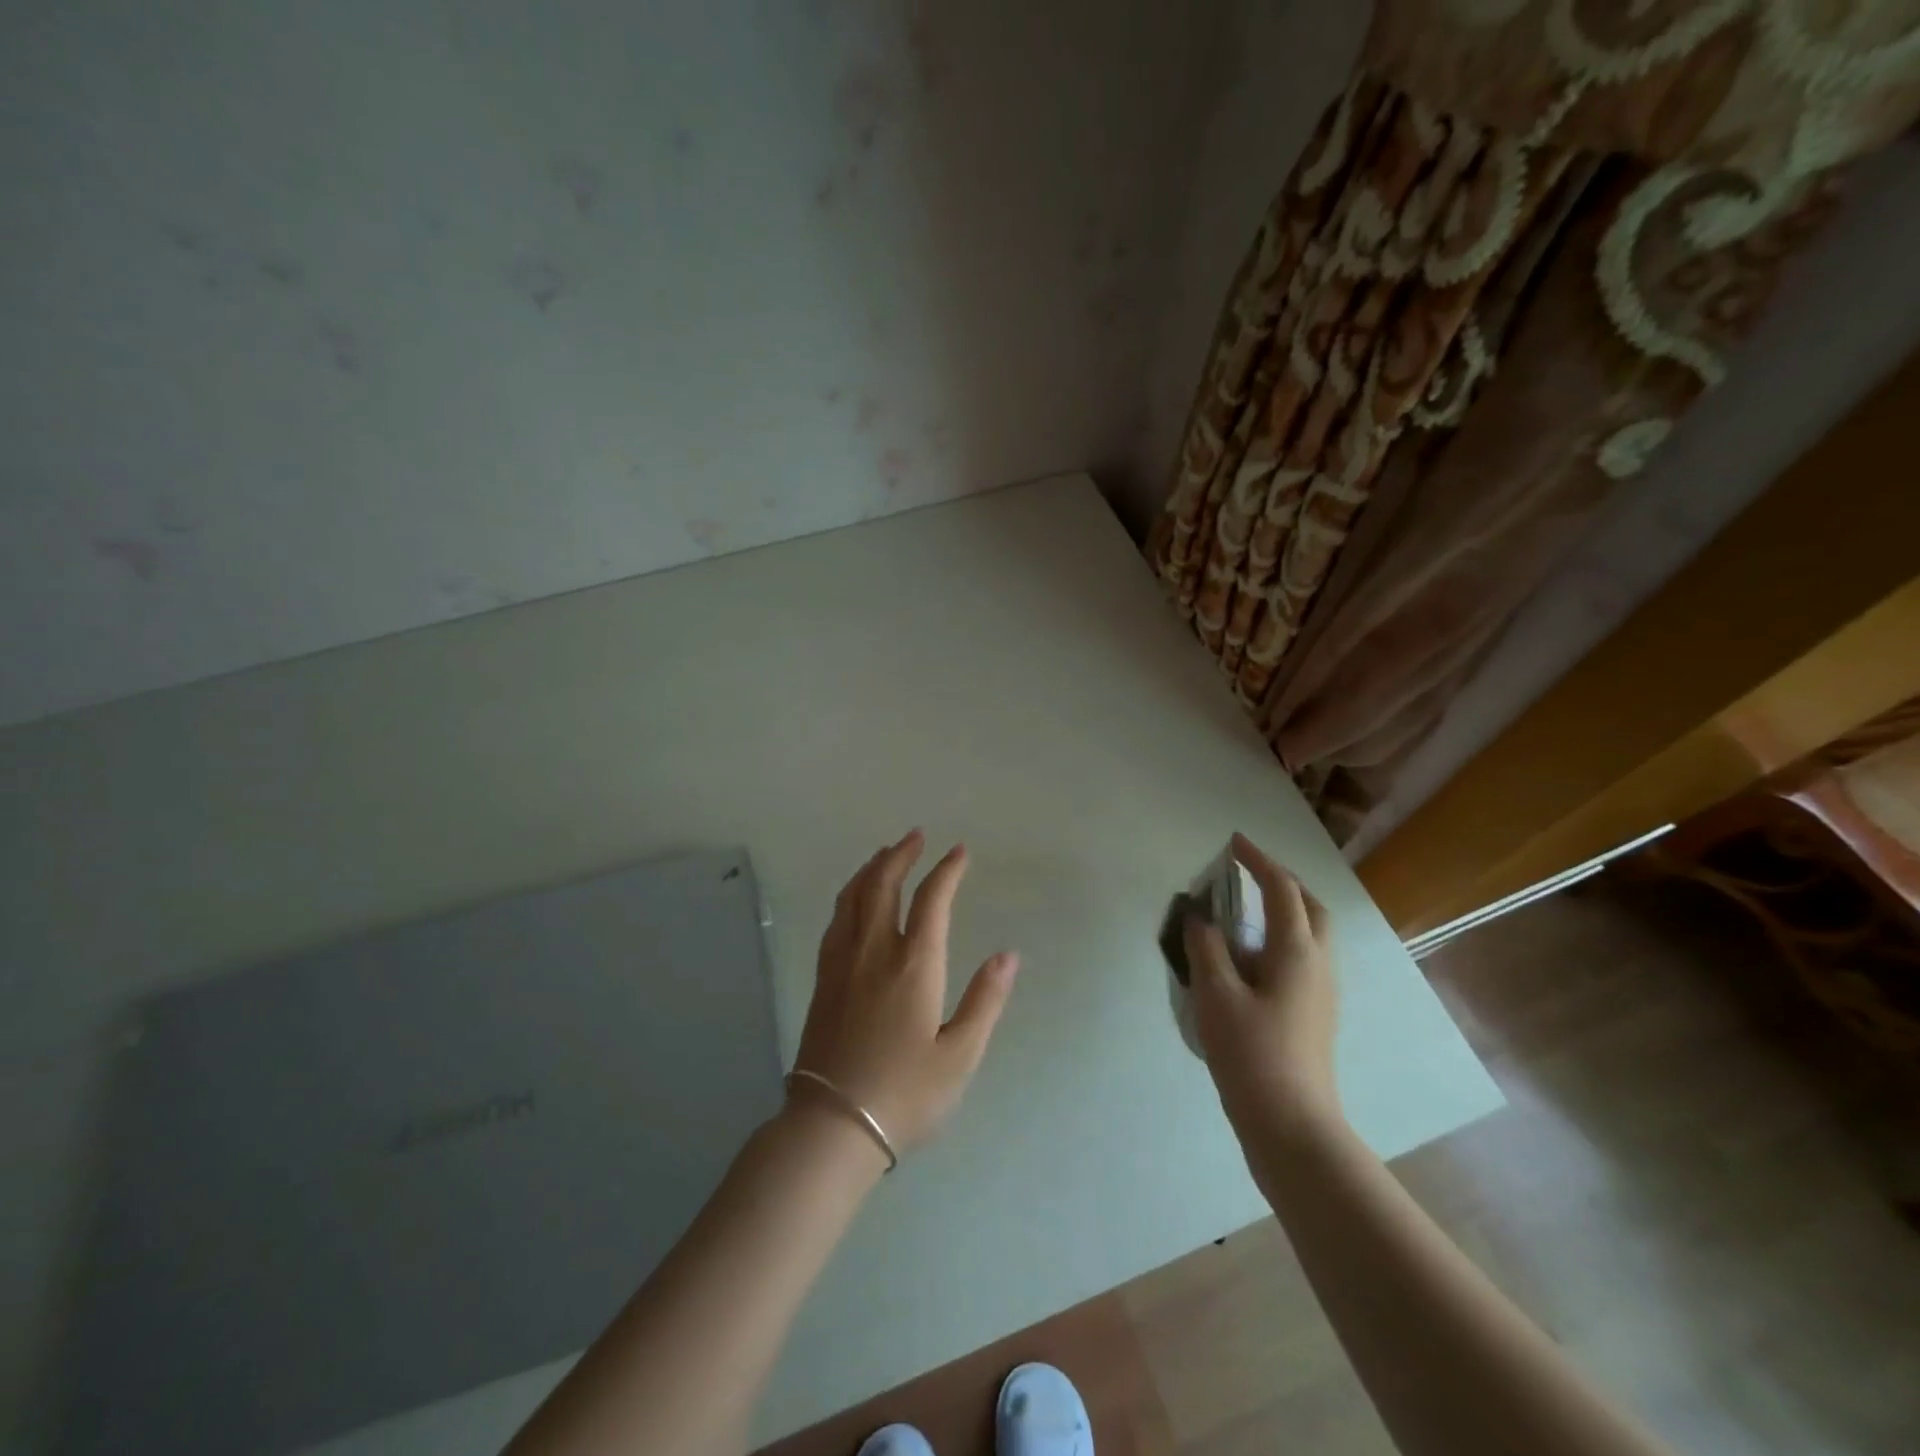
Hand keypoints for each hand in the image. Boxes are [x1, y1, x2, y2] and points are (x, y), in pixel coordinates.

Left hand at [793, 830, 1019, 1156]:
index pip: (932, 899)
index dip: (947, 870)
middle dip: (901, 854)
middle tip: (916, 836)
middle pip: (883, 884)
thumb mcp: (960, 1055)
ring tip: (885, 854)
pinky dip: (849, 894)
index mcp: (914, 964)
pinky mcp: (823, 979)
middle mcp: (874, 951)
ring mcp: (842, 962)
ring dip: (871, 868)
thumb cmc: (905, 1093)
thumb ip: (985, 1000)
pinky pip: (836, 919)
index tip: (959, 851)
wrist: (832, 1125)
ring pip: (853, 896)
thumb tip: (1008, 955)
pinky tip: (855, 899)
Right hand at [1183, 832, 1340, 1139]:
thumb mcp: (1216, 996)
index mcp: (1296, 952)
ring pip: (1311, 935)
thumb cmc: (1252, 1054)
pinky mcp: (1315, 1014)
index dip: (1258, 860)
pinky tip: (1249, 961)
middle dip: (1282, 882)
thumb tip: (1201, 918)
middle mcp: (1318, 964)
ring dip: (1284, 911)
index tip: (1233, 843)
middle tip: (1248, 874)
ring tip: (1243, 913)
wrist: (1293, 1127)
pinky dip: (1279, 941)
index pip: (1281, 889)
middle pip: (1310, 907)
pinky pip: (1302, 959)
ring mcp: (1322, 992)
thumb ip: (1206, 949)